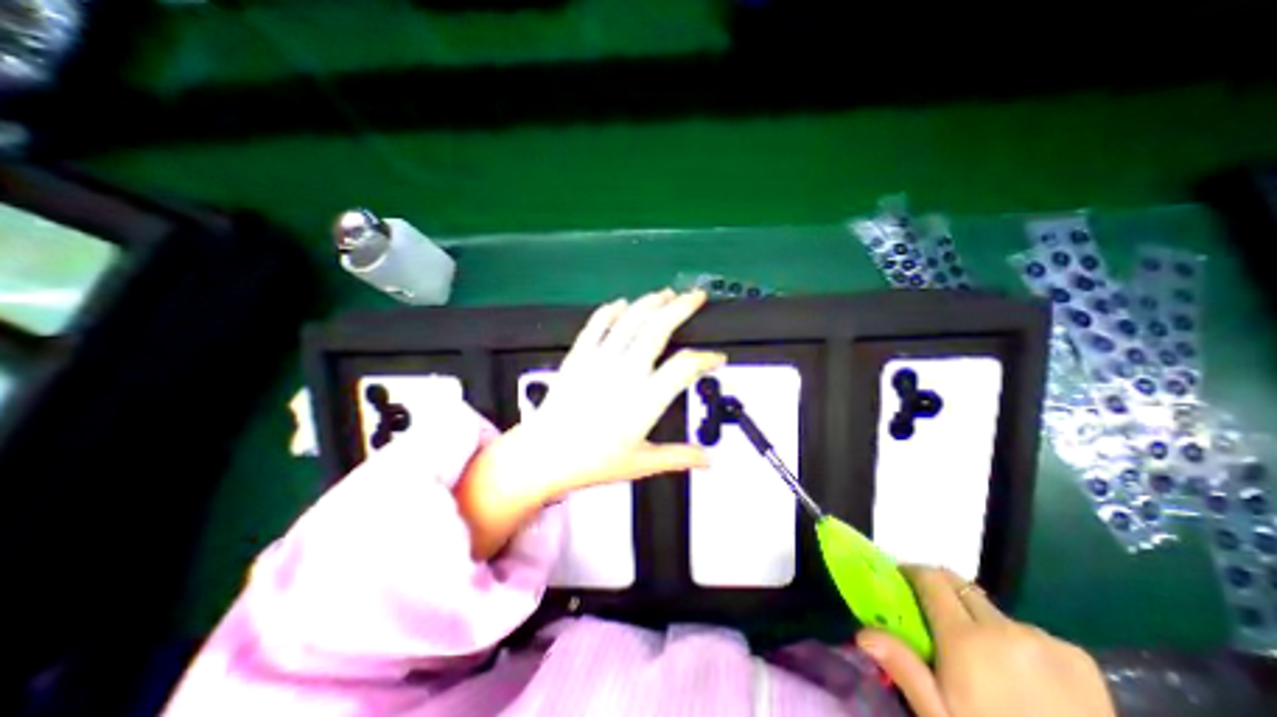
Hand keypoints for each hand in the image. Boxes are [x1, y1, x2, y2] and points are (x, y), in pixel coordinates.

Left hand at [455, 293, 721, 558]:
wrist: (543, 455)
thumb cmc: (590, 461)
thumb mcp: (641, 463)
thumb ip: (679, 457)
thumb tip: (707, 460)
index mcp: (644, 400)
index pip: (685, 367)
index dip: (706, 359)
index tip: (716, 358)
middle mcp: (624, 373)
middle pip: (658, 328)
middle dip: (682, 307)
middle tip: (695, 297)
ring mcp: (599, 361)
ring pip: (630, 319)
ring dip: (651, 302)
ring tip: (666, 294)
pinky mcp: (578, 357)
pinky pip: (596, 325)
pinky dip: (611, 311)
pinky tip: (621, 304)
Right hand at [858, 566, 1121, 716]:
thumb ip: (905, 670)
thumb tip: (863, 634)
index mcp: (967, 638)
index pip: (931, 579)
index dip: (912, 573)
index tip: (900, 580)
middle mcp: (1005, 628)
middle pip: (960, 586)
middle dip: (940, 592)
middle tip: (931, 616)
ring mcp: (1046, 641)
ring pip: (995, 611)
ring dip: (979, 620)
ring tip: (983, 658)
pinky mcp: (1081, 660)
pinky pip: (1031, 632)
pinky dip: (1016, 641)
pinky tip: (1025, 676)